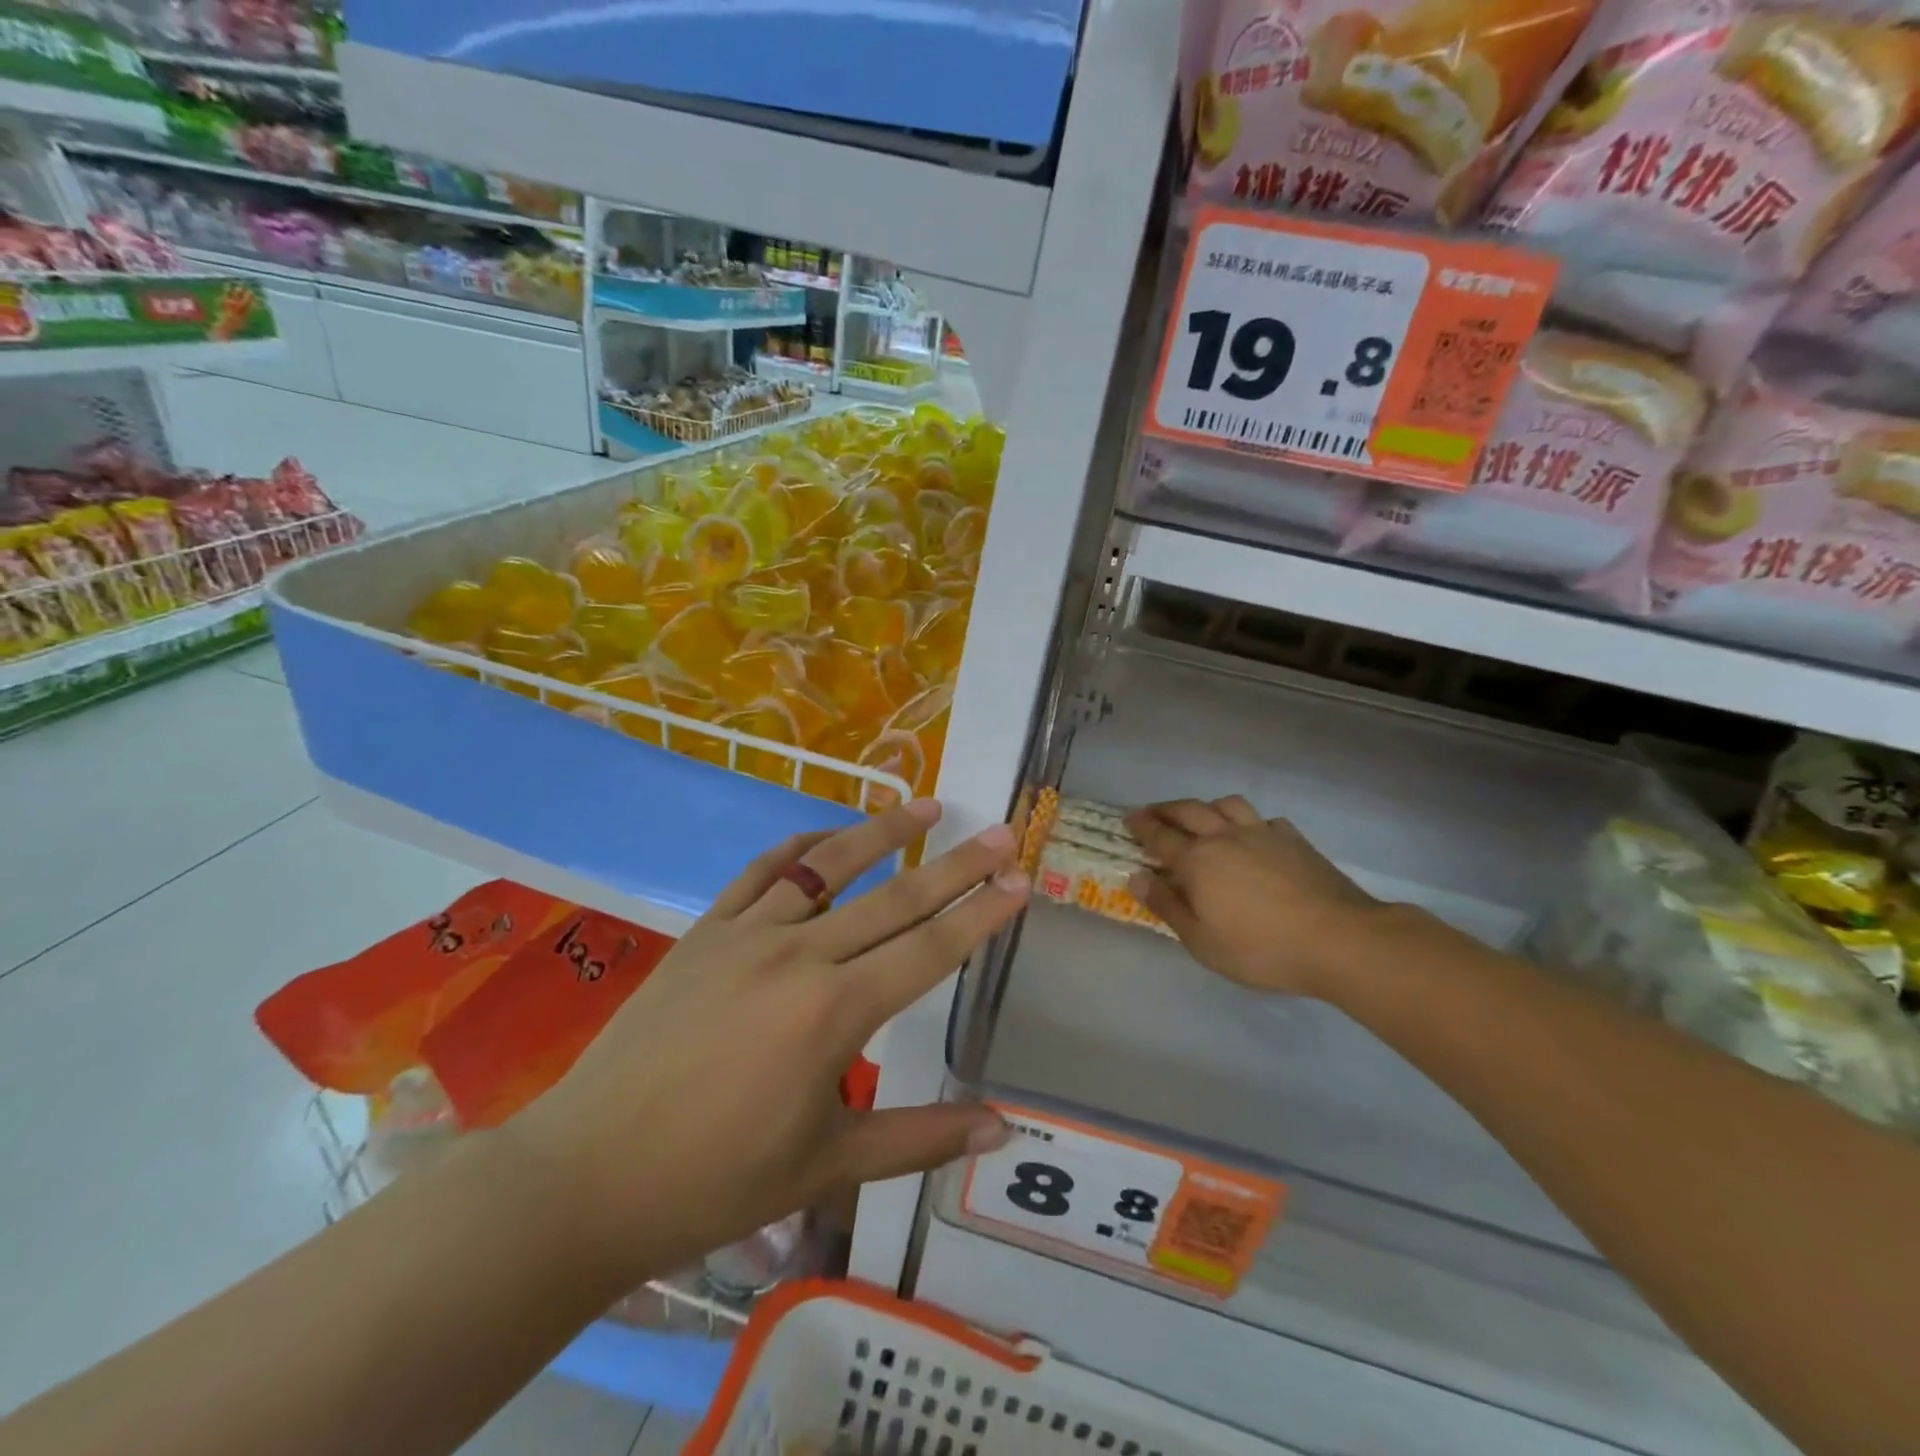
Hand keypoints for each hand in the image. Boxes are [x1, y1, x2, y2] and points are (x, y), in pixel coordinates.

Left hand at [507, 799, 1025, 1292]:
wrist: (587, 1175)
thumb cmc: (715, 1181)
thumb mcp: (827, 1166)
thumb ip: (920, 1138)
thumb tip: (1000, 1127)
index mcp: (833, 1013)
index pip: (929, 950)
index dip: (980, 913)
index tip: (1019, 879)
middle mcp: (798, 956)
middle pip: (895, 898)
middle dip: (957, 865)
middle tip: (1001, 831)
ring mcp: (747, 934)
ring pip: (830, 866)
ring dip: (884, 832)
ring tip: (929, 805)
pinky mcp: (706, 931)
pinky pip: (762, 872)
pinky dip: (801, 846)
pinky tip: (827, 835)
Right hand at [1123, 796, 1387, 997]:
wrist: (1339, 939)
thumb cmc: (1261, 948)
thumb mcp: (1202, 941)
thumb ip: (1167, 906)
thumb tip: (1138, 877)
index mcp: (1198, 861)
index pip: (1160, 836)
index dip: (1141, 827)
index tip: (1127, 819)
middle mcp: (1225, 837)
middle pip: (1189, 811)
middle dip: (1166, 809)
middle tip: (1152, 812)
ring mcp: (1263, 834)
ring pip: (1227, 804)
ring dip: (1206, 806)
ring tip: (1200, 816)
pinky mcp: (1294, 840)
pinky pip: (1264, 819)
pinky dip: (1249, 821)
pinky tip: (1253, 835)